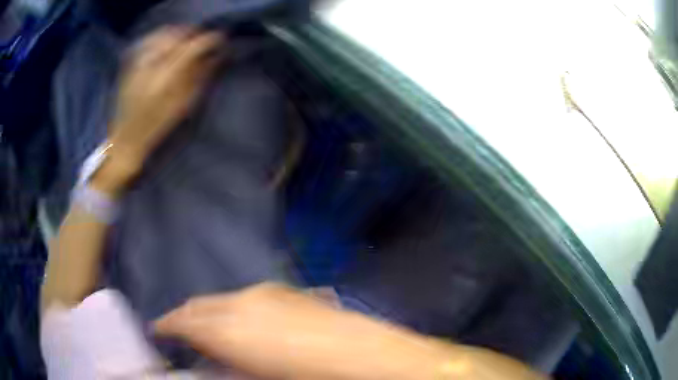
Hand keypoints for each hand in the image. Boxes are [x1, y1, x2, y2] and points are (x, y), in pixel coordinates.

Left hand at [107, 27, 223, 175]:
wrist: (126, 136)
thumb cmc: (157, 126)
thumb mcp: (183, 105)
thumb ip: (200, 77)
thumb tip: (216, 56)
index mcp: (166, 76)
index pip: (193, 47)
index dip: (210, 40)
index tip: (220, 41)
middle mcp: (152, 63)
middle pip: (179, 35)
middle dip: (194, 35)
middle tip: (202, 43)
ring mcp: (139, 61)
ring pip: (164, 33)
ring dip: (179, 34)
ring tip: (186, 43)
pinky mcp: (131, 62)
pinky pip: (149, 39)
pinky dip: (162, 37)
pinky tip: (166, 45)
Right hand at [154, 283, 543, 379]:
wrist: (370, 357)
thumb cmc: (310, 376)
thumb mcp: (255, 375)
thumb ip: (226, 362)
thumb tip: (208, 357)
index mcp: (230, 328)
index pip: (185, 320)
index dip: (168, 325)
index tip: (158, 331)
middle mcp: (244, 301)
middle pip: (200, 305)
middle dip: (185, 316)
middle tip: (177, 329)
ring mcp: (268, 293)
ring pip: (223, 299)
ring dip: (211, 312)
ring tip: (206, 327)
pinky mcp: (290, 293)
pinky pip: (249, 298)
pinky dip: (235, 309)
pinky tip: (243, 323)